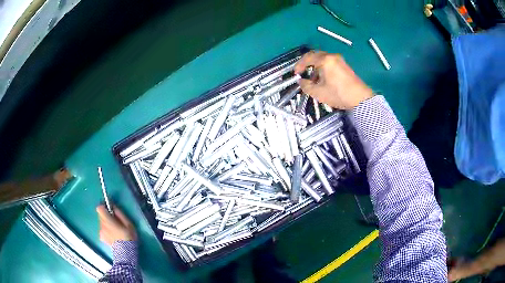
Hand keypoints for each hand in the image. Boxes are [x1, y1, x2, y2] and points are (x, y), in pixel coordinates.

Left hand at [97, 204, 136, 244]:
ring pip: (102, 223)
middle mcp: (102, 225)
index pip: (99, 208)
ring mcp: (101, 232)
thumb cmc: (129, 238)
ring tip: (116, 231)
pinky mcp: (101, 238)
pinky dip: (107, 231)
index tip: (110, 209)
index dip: (104, 207)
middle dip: (107, 217)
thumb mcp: (128, 224)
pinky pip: (103, 230)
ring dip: (107, 224)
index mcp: (108, 221)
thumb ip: (120, 214)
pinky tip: (113, 236)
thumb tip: (114, 207)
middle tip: (116, 222)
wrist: (126, 254)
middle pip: (101, 216)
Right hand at [294, 51, 373, 109]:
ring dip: (316, 67)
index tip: (295, 73)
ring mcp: (340, 60)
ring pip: (323, 59)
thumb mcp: (318, 93)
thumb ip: (306, 86)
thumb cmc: (338, 94)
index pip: (308, 58)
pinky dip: (324, 68)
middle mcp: (332, 57)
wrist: (360, 99)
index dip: (299, 65)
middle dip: (307, 64)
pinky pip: (330, 63)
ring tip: (313, 79)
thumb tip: (301, 81)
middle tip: (302, 72)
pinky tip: (323, 79)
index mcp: (325, 60)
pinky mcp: (345, 66)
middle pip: (316, 56)